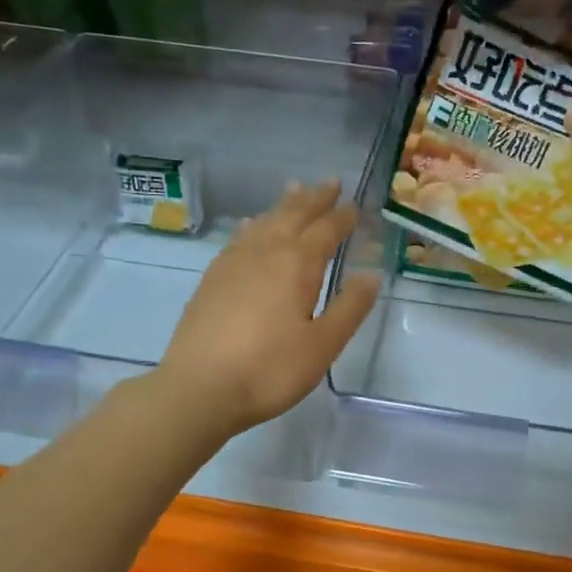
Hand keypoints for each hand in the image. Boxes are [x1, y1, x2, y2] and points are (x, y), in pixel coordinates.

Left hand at [155, 181, 379, 437]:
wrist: (200, 388)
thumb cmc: (270, 370)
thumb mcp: (322, 345)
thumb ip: (350, 308)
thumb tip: (372, 274)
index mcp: (297, 265)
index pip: (326, 230)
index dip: (343, 217)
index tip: (357, 207)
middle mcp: (265, 252)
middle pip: (293, 215)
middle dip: (314, 199)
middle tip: (330, 182)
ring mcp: (233, 263)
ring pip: (264, 222)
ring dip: (284, 205)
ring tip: (295, 190)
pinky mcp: (212, 279)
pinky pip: (240, 238)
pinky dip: (254, 225)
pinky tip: (252, 228)